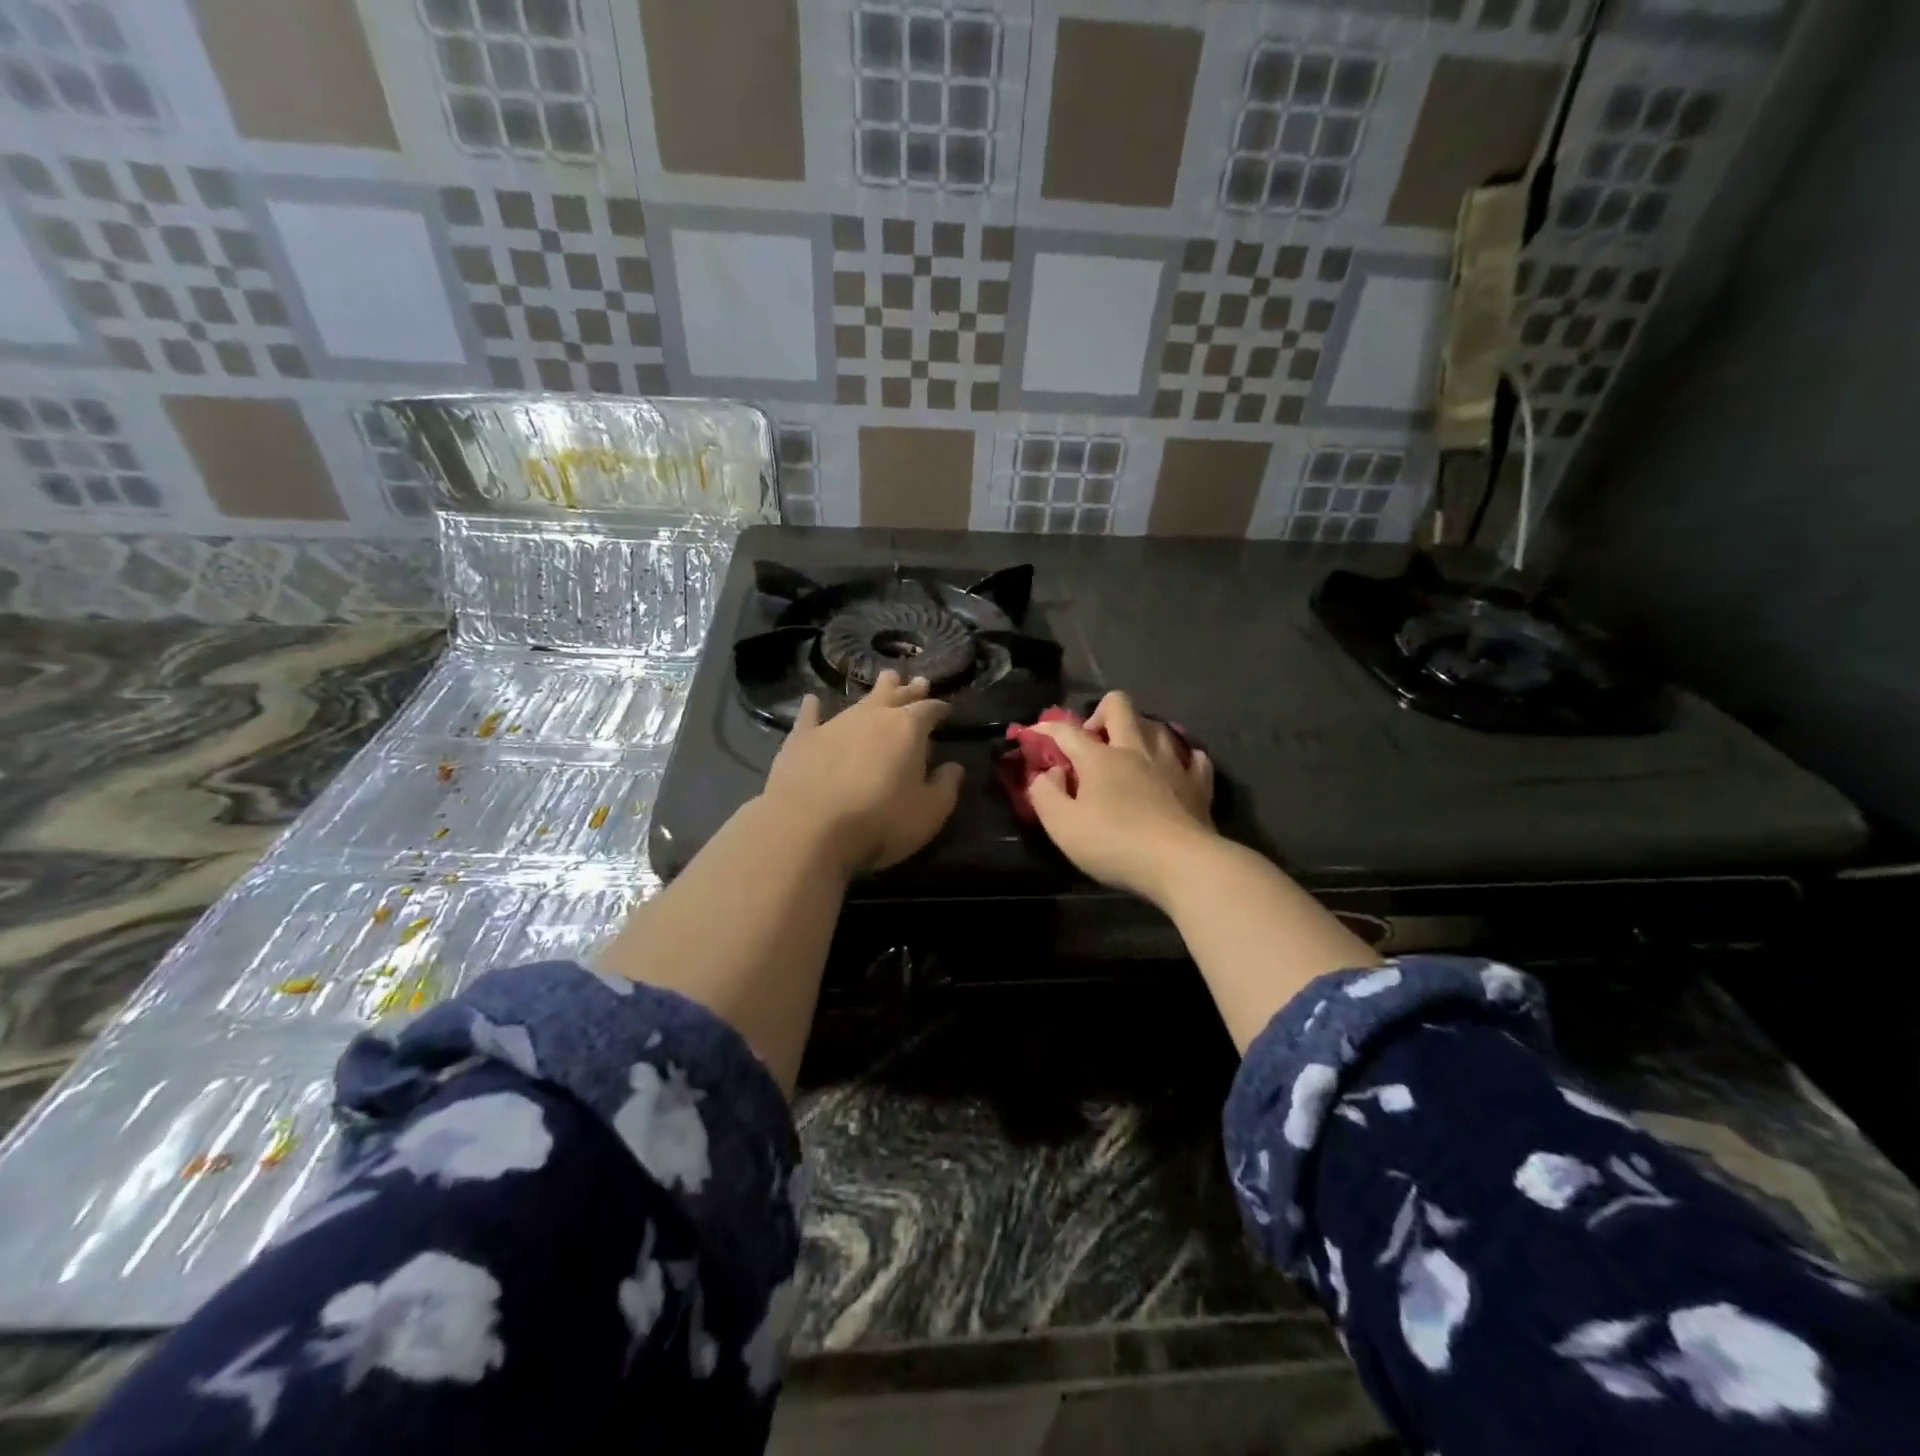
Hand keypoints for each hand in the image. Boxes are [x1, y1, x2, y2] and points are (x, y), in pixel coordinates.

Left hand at [762, 671, 964, 875]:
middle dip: (909, 689)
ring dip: (874, 692)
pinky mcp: (802, 738)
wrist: (809, 827)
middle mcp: (873, 716)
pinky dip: (813, 708)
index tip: (946, 708)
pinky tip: (812, 700)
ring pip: (859, 700)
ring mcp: (835, 723)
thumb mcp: (929, 812)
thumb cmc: (880, 821)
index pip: (929, 710)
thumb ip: (945, 787)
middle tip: (918, 681)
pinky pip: (810, 716)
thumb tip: (954, 767)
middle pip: (895, 695)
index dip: (939, 708)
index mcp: (908, 729)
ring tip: (885, 680)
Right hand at [1028, 691, 1216, 903]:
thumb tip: (1049, 772)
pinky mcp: (1199, 783)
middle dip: (1100, 713)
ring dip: (1140, 732)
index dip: (1045, 728)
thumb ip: (1045, 794)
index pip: (1067, 730)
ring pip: (1157, 725)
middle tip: (1092, 742)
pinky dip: (1180, 757)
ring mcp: (1172, 762)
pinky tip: (1174, 769)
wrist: (1181, 864)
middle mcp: (1136, 749)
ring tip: (1131, 754)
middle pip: (1119, 706)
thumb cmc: (1115, 844)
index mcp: (1099, 757)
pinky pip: (1193, 755)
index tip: (1032, 734)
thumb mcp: (1063, 826)